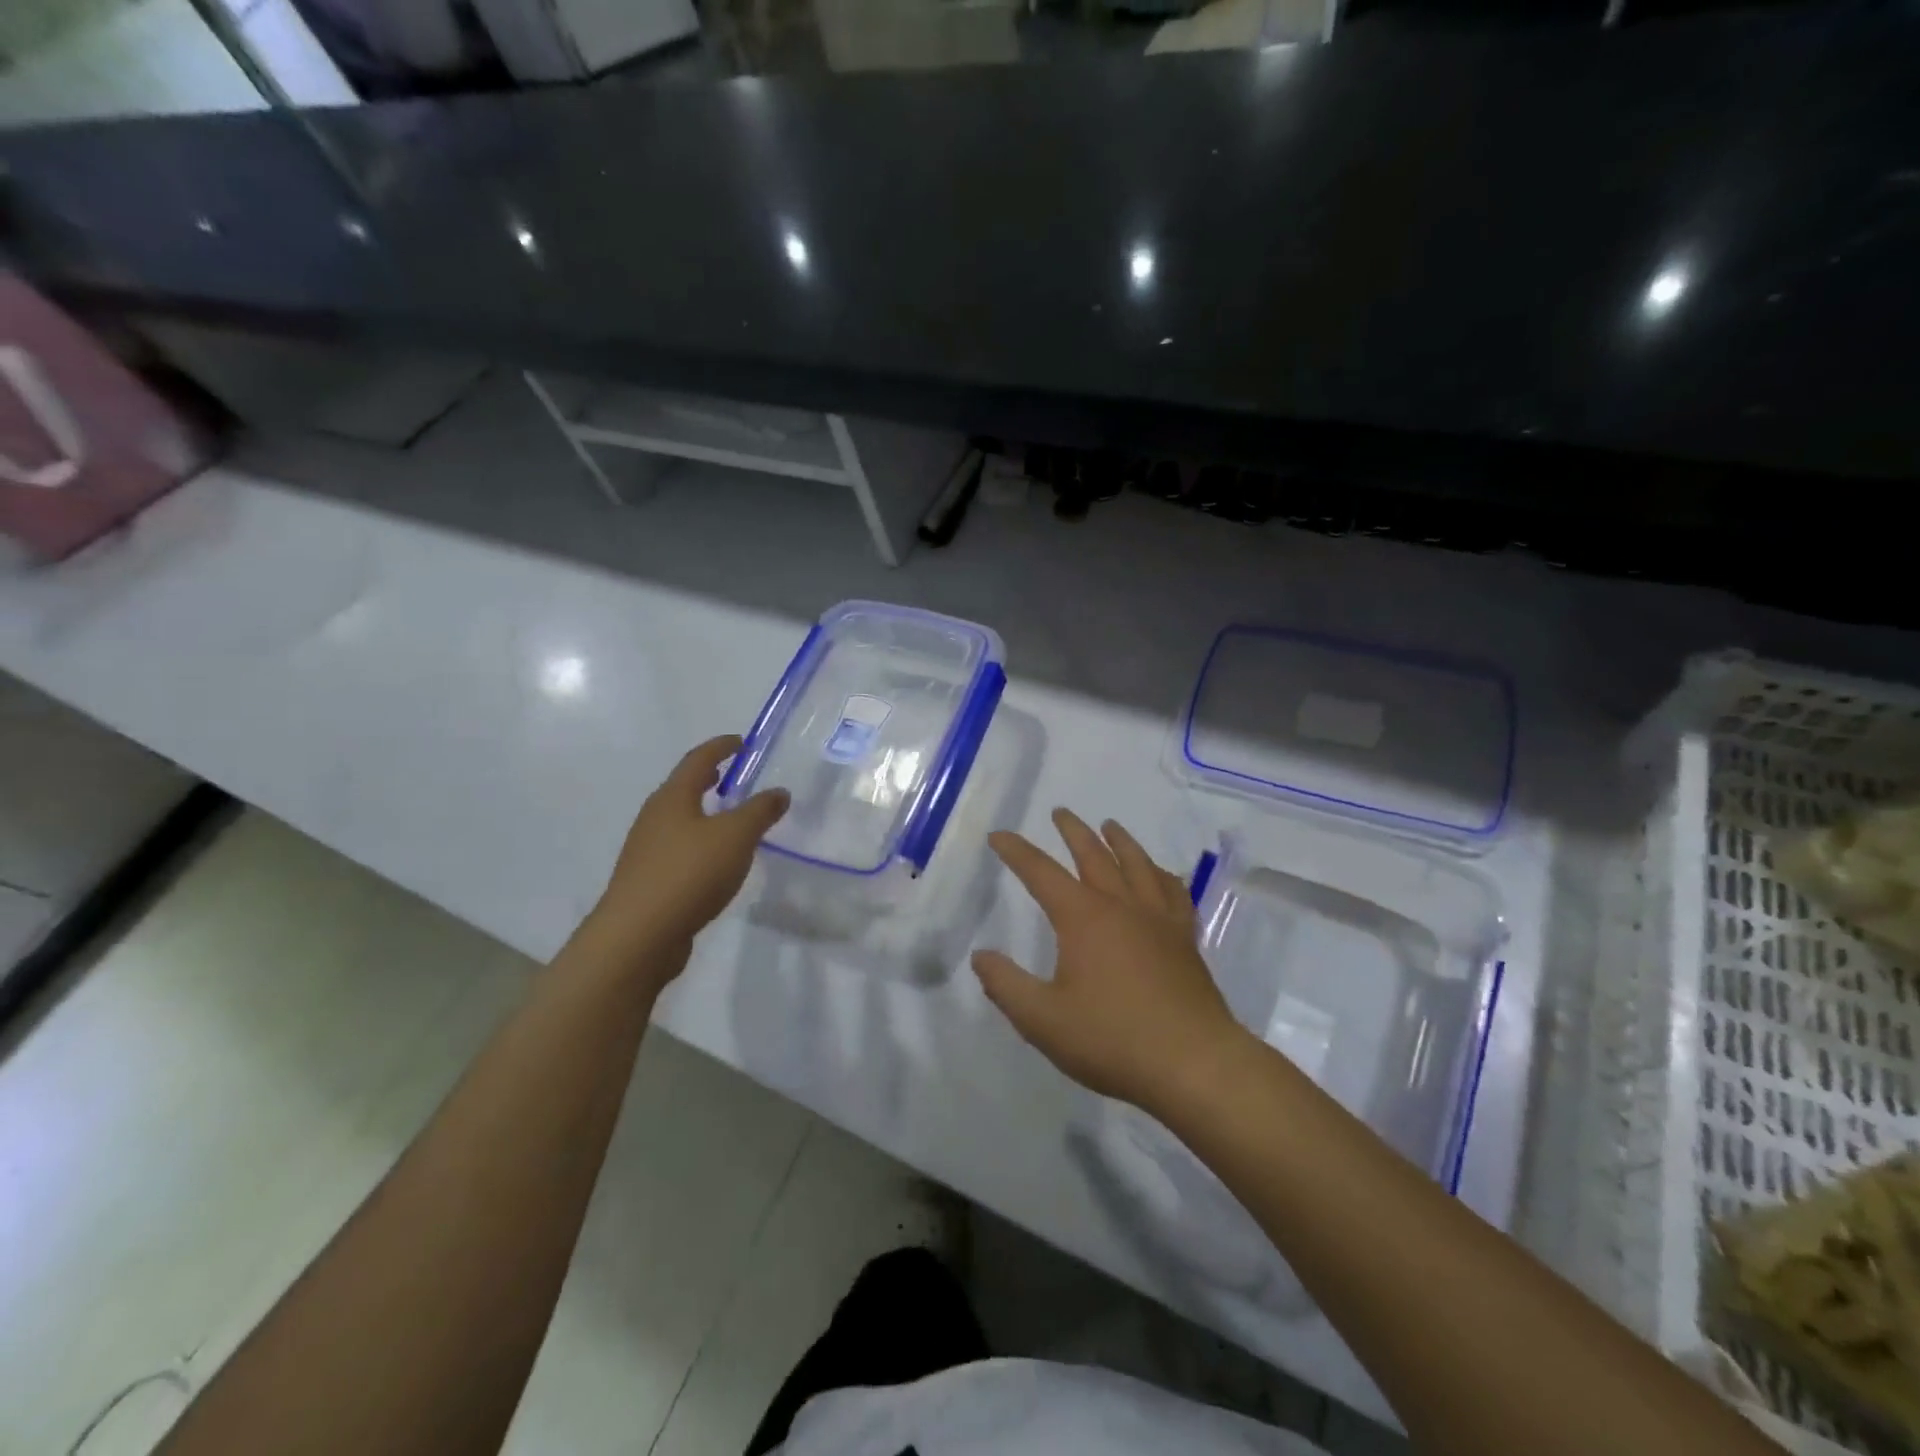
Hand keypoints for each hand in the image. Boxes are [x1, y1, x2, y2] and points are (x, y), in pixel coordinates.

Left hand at [573, 735, 788, 991]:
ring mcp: (647, 850)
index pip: (698, 760)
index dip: (721, 747)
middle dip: (708, 778)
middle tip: (733, 776)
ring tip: (730, 818)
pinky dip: (700, 842)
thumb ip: (760, 811)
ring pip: (680, 820)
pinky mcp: (648, 880)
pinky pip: (679, 849)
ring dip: (704, 812)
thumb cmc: (689, 873)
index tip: (742, 742)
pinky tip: (716, 860)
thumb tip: (779, 792)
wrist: (638, 936)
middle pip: (683, 788)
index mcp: (673, 798)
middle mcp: (654, 817)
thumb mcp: (736, 836)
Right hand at [972, 809, 1247, 1114]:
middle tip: (1060, 812)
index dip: (1017, 851)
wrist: (1194, 1063)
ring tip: (1110, 825)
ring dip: (1120, 841)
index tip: (999, 835)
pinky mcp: (1184, 939)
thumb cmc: (1112, 1039)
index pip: (1041, 872)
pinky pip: (1174, 893)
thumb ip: (1006, 986)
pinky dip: (1163, 876)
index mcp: (1083, 917)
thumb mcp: (1043, 1020)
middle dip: (1073, 831)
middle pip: (1093, 855)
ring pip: (1137, 865)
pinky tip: (1161, 875)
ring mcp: (1158, 919)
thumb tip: (981, 956)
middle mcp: (1121, 905)